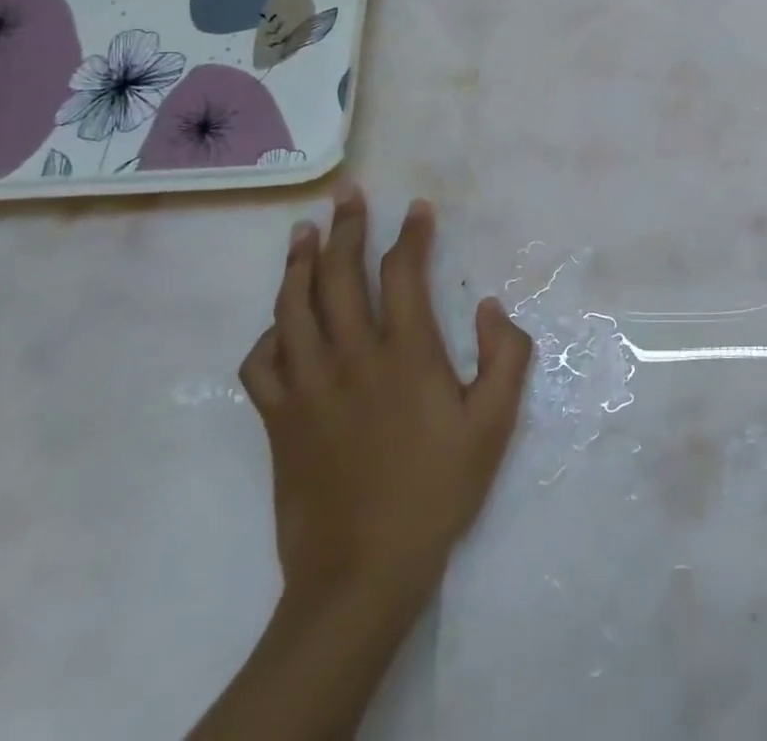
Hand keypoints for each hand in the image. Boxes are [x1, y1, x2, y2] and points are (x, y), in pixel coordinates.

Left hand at [238, 183, 533, 620]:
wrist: (362, 572)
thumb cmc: (436, 491)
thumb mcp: (494, 424)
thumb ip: (505, 356)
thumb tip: (490, 305)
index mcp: (405, 353)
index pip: (403, 272)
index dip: (411, 234)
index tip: (417, 207)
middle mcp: (351, 356)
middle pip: (339, 275)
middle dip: (344, 227)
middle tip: (347, 194)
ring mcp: (308, 386)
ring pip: (293, 307)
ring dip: (298, 263)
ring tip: (303, 232)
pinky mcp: (278, 419)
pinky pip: (261, 363)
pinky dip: (268, 334)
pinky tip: (278, 323)